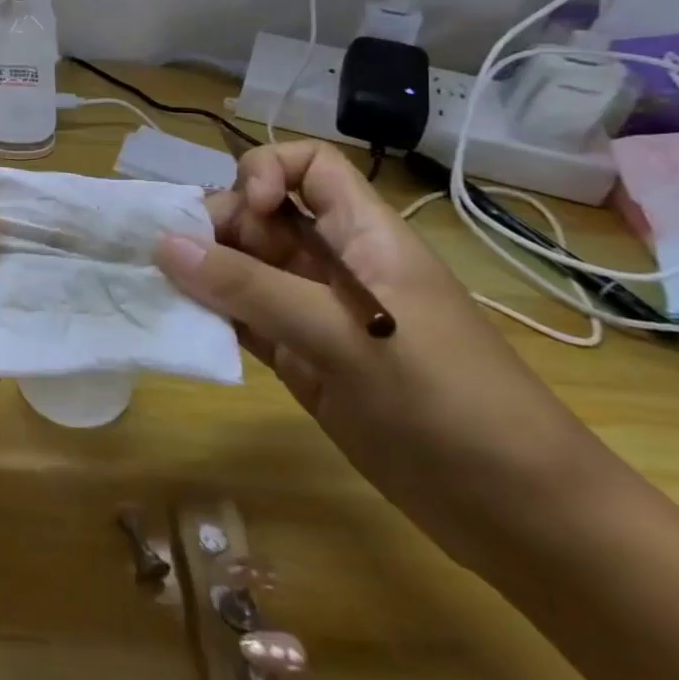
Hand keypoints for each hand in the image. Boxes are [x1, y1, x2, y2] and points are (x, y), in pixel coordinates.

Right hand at [154, 141, 613, 568]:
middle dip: (216, 226)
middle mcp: (331, 263)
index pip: (308, 166)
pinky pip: (241, 317)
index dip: (267, 170)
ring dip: (201, 272)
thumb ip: (250, 287)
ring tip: (159, 289)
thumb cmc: (446, 400)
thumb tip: (164, 243)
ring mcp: (312, 312)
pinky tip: (181, 324)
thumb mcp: (345, 334)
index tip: (246, 209)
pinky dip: (209, 315)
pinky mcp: (299, 358)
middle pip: (259, 216)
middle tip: (176, 260)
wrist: (519, 513)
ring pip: (242, 267)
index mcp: (361, 235)